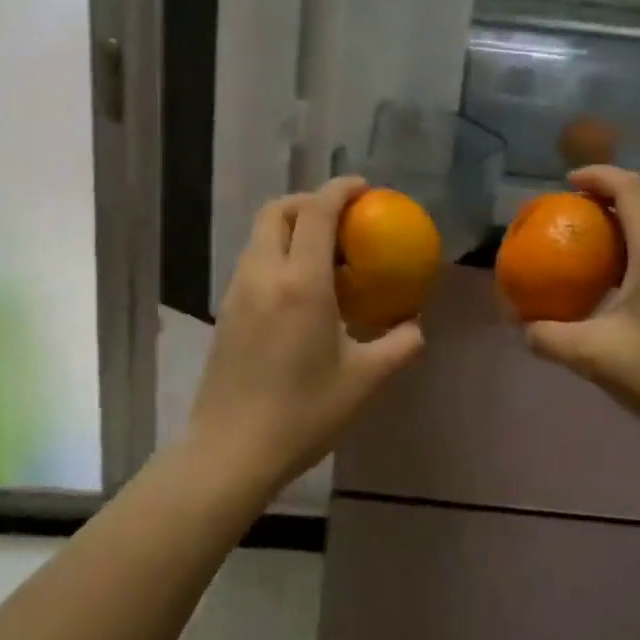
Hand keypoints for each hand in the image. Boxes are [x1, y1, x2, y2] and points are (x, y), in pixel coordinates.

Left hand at [188, 177, 425, 488]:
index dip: (339, 190)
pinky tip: (298, 290)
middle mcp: (263, 275)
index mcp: (300, 283)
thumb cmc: (304, 413)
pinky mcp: (225, 312)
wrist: (231, 451)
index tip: (363, 188)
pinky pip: (252, 262)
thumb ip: (398, 346)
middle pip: (277, 211)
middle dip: (308, 201)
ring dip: (290, 227)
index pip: (316, 212)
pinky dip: (276, 254)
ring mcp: (237, 292)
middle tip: (340, 219)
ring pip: (259, 236)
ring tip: (322, 254)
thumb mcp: (364, 380)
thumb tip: (414, 327)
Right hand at [523, 166, 639, 450]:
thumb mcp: (595, 358)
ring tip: (593, 231)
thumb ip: (549, 337)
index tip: (566, 182)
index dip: (598, 176)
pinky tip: (622, 268)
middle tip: (573, 205)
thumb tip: (521, 324)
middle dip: (609, 190)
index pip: (631, 189)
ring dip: (627, 212)